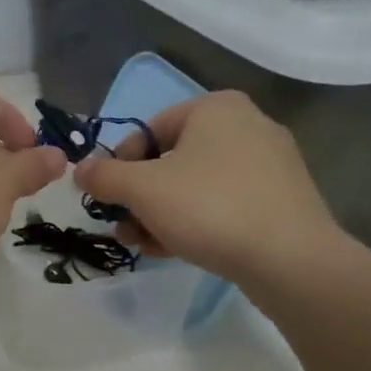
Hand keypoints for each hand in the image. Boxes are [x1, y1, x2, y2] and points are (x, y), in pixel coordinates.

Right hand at [72, 91, 347, 284]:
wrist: (291, 261)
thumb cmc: (210, 208)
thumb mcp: (142, 189)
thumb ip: (104, 175)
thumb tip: (79, 169)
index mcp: (216, 108)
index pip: (149, 129)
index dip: (121, 165)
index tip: (110, 198)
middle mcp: (247, 126)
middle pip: (171, 161)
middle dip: (141, 197)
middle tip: (123, 228)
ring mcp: (270, 165)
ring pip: (196, 186)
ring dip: (162, 214)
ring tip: (144, 245)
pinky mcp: (283, 200)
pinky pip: (225, 204)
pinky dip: (196, 222)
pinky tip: (175, 251)